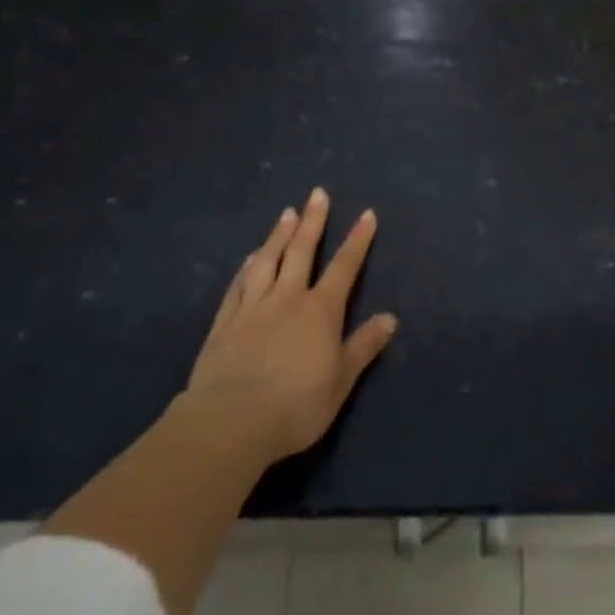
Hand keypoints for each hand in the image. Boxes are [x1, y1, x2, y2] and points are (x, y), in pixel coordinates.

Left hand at [181, 188, 397, 467]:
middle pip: (302, 251)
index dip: (357, 240)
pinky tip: (250, 257)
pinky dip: (247, 267)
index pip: (344, 266)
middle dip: (313, 221)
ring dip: (278, 234)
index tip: (366, 214)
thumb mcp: (341, 380)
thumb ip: (363, 346)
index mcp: (321, 310)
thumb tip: (390, 318)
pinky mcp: (225, 322)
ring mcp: (253, 307)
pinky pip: (239, 285)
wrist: (232, 421)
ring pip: (268, 260)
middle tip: (317, 194)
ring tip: (286, 213)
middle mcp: (288, 297)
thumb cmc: (296, 404)